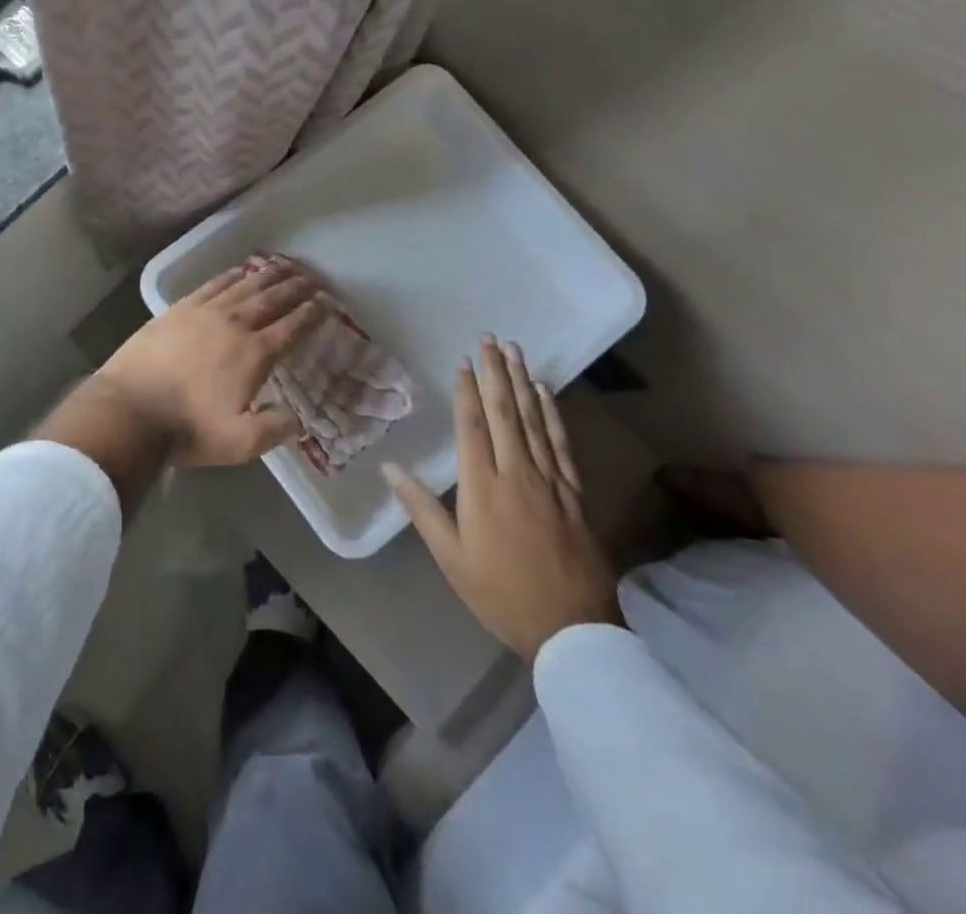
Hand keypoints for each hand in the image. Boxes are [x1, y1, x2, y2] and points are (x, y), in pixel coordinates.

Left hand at [96, 259, 326, 467]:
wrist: (130, 409)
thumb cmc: (187, 428)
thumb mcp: (239, 443)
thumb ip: (274, 430)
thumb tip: (298, 421)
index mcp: (254, 354)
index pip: (291, 327)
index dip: (311, 314)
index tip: (326, 303)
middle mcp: (234, 324)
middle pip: (272, 300)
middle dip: (295, 288)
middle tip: (312, 279)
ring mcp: (205, 312)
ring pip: (244, 286)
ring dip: (268, 276)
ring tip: (285, 267)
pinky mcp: (179, 309)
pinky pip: (213, 285)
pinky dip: (231, 275)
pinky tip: (239, 271)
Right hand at [384, 338, 622, 664]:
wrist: (570, 628)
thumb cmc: (500, 593)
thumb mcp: (450, 557)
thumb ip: (422, 508)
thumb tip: (391, 467)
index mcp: (481, 486)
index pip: (472, 425)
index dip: (467, 390)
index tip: (463, 360)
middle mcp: (516, 472)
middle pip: (504, 412)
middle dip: (495, 372)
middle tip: (490, 338)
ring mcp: (549, 479)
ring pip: (533, 419)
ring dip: (521, 381)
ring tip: (514, 350)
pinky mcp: (574, 491)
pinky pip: (561, 442)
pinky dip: (552, 413)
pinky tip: (545, 391)